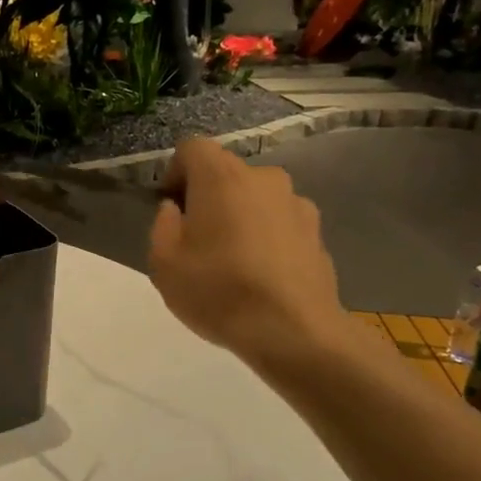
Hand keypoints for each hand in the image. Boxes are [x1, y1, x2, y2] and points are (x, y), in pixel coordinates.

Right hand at [149, 140, 349, 366]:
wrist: (294, 331)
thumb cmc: (218, 291)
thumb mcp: (163, 263)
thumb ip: (163, 225)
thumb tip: (176, 211)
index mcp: (222, 176)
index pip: (192, 148)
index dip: (175, 172)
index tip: (171, 208)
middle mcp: (263, 178)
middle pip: (226, 173)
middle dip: (208, 197)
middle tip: (197, 240)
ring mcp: (297, 203)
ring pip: (255, 198)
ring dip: (241, 217)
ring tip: (234, 261)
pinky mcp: (317, 232)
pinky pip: (280, 223)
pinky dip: (267, 238)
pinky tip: (262, 275)